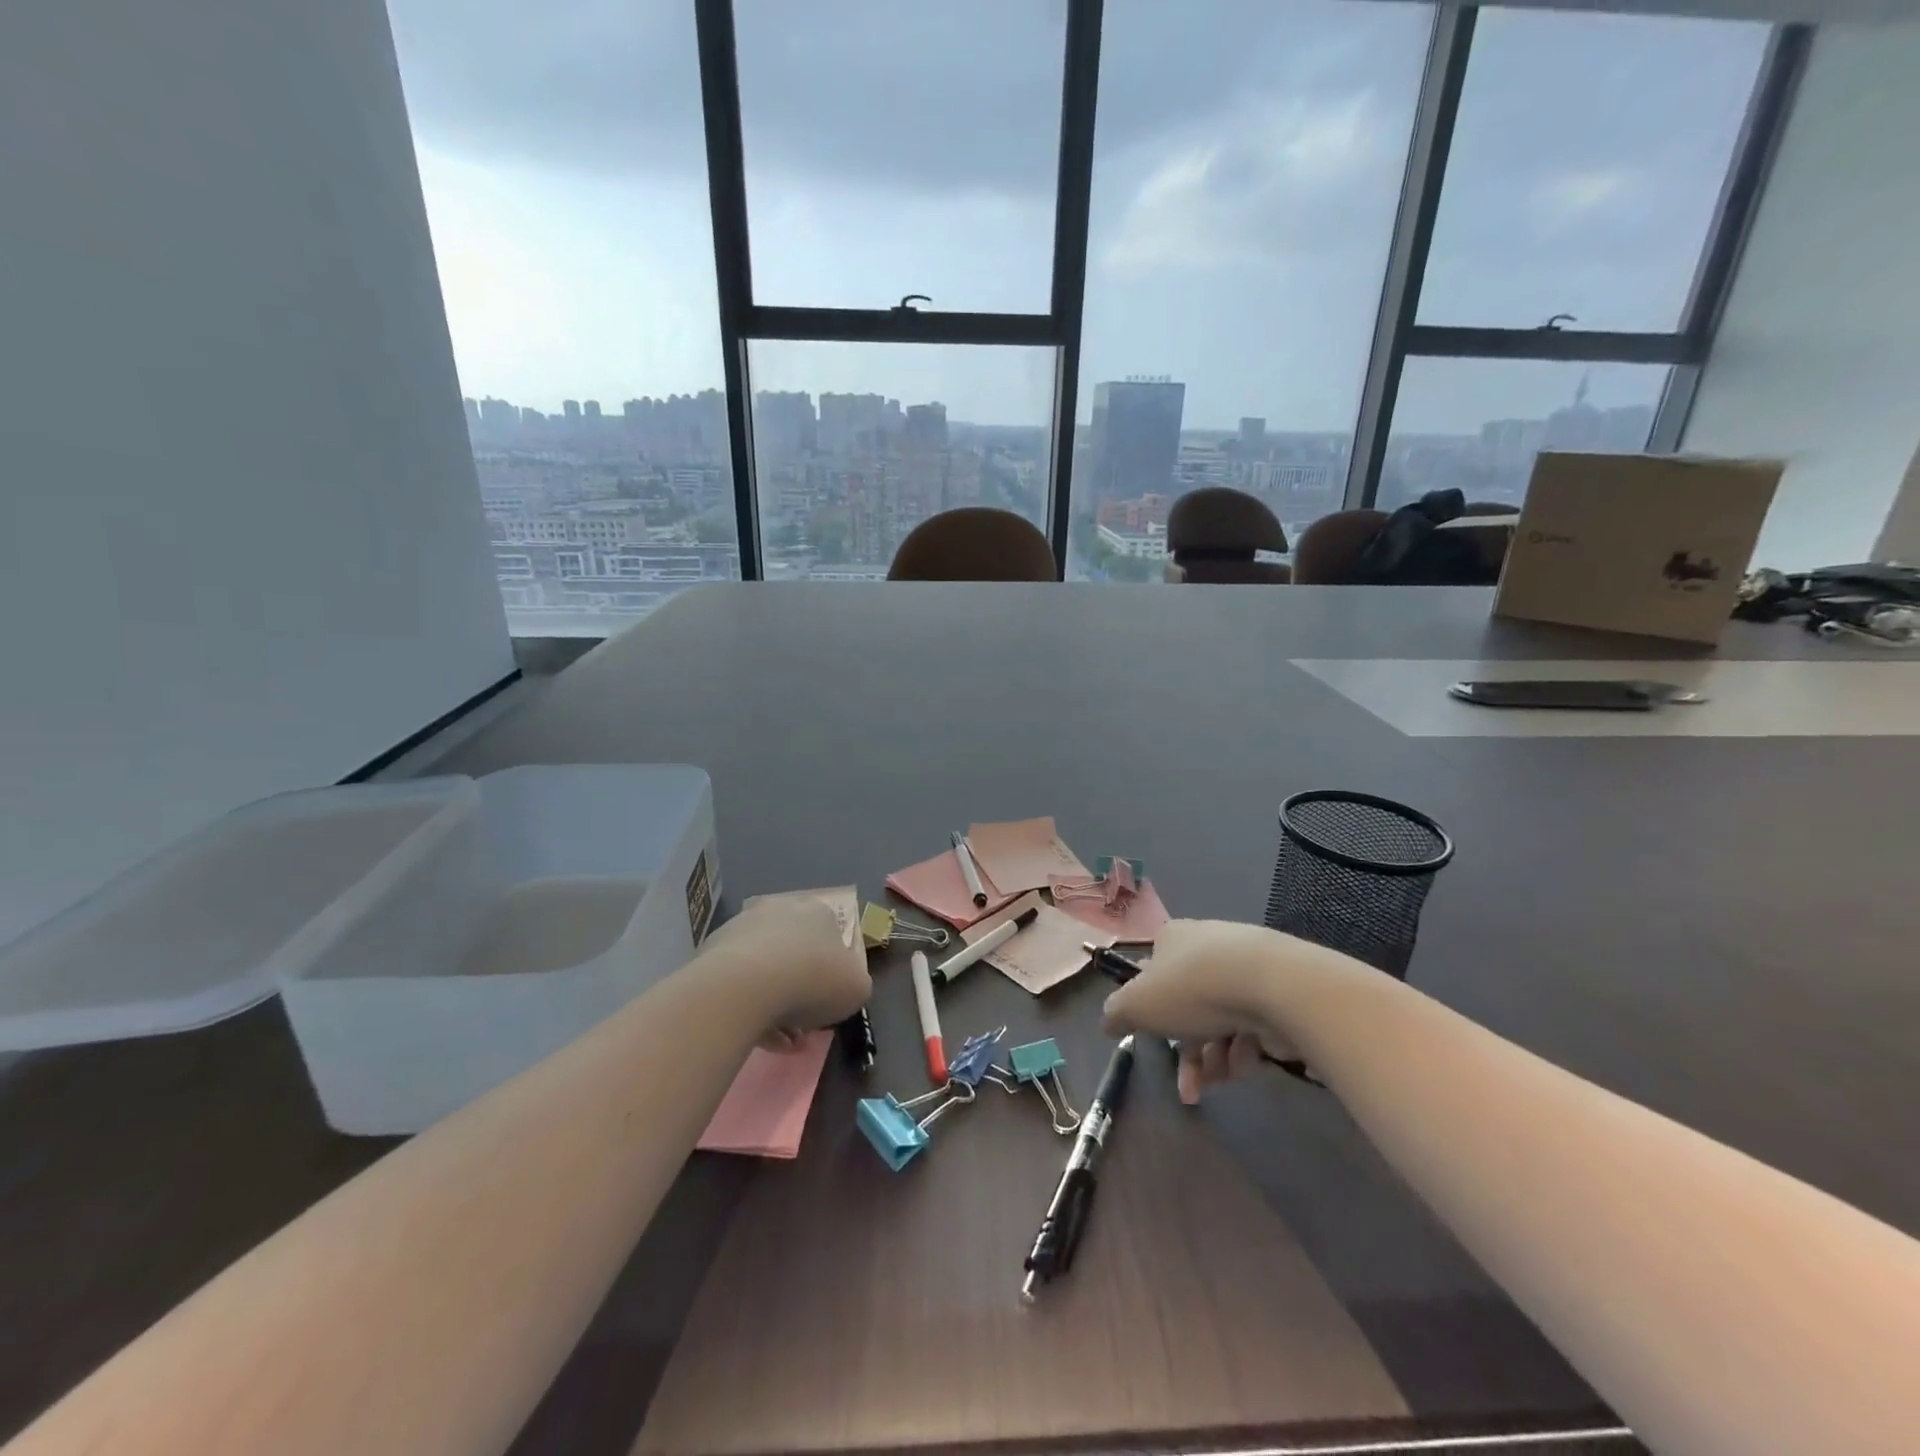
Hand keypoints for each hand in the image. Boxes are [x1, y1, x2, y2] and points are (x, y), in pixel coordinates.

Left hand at [702, 897, 870, 1047]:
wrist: (745, 986)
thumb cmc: (813, 980)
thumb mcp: (857, 987)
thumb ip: (854, 983)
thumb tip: (842, 986)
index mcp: (818, 912)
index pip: (830, 939)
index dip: (831, 975)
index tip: (828, 1004)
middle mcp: (780, 910)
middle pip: (795, 955)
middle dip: (800, 991)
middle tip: (802, 1028)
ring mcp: (742, 928)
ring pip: (765, 971)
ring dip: (774, 1005)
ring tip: (779, 1043)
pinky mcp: (712, 952)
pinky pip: (737, 984)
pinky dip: (748, 1009)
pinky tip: (756, 1038)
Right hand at [1101, 919, 1350, 1103]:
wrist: (1274, 986)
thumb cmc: (1193, 989)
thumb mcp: (1137, 1004)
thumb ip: (1115, 1014)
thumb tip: (1108, 1022)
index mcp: (1172, 939)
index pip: (1153, 972)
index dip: (1151, 1009)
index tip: (1154, 1038)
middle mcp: (1207, 947)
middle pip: (1189, 1007)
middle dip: (1188, 1052)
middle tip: (1189, 1089)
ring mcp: (1246, 968)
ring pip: (1221, 1022)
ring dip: (1216, 1059)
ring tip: (1221, 1080)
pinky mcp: (1279, 992)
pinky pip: (1253, 1026)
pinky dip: (1246, 1049)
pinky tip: (1247, 1062)